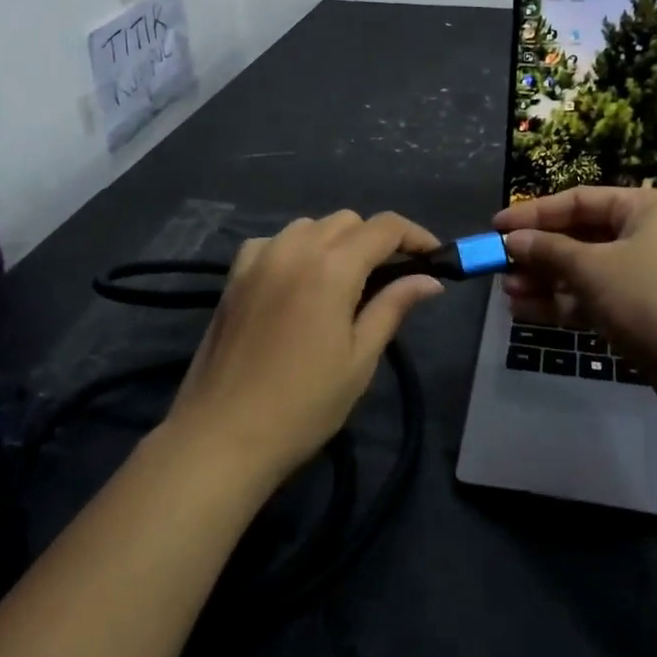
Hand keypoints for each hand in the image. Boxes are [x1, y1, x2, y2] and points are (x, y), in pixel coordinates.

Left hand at [166, 211, 445, 485]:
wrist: (222, 436)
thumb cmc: (303, 405)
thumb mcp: (359, 359)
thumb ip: (393, 307)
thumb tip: (429, 280)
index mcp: (331, 267)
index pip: (384, 227)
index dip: (415, 235)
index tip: (434, 256)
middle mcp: (294, 248)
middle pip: (347, 221)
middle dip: (376, 240)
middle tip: (392, 278)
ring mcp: (259, 258)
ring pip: (310, 226)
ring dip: (336, 241)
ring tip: (346, 281)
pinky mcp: (234, 276)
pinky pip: (274, 242)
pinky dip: (296, 249)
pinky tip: (298, 281)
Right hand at [493, 188, 656, 424]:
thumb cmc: (651, 297)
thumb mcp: (592, 267)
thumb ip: (548, 250)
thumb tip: (512, 240)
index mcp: (644, 208)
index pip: (578, 200)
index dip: (534, 213)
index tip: (496, 226)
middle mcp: (646, 235)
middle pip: (579, 237)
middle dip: (538, 253)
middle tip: (499, 265)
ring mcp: (645, 276)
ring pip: (584, 271)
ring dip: (545, 281)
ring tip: (507, 292)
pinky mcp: (642, 313)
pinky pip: (594, 299)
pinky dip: (562, 304)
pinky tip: (525, 312)